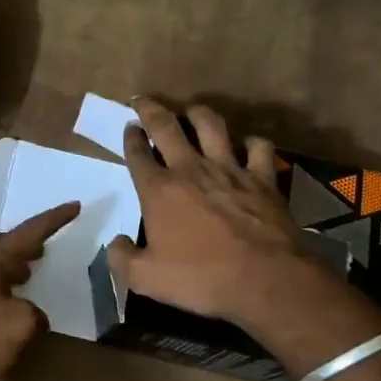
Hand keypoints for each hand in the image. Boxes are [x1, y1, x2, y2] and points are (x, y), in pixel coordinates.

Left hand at [0, 201, 80, 380]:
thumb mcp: (21, 324)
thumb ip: (34, 314)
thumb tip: (30, 314)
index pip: (30, 232)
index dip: (54, 220)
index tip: (74, 206)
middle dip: (21, 242)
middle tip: (42, 248)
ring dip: (10, 266)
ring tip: (29, 275)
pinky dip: (1, 289)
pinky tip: (10, 308)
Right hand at [107, 98, 316, 327]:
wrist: (264, 279)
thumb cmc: (201, 278)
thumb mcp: (146, 279)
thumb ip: (123, 258)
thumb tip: (116, 243)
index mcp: (159, 191)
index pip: (137, 154)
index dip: (130, 138)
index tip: (128, 127)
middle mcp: (190, 169)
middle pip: (166, 127)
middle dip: (151, 110)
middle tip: (144, 101)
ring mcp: (229, 169)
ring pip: (211, 125)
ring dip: (198, 113)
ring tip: (192, 111)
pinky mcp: (263, 177)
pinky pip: (257, 147)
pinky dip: (251, 142)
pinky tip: (247, 145)